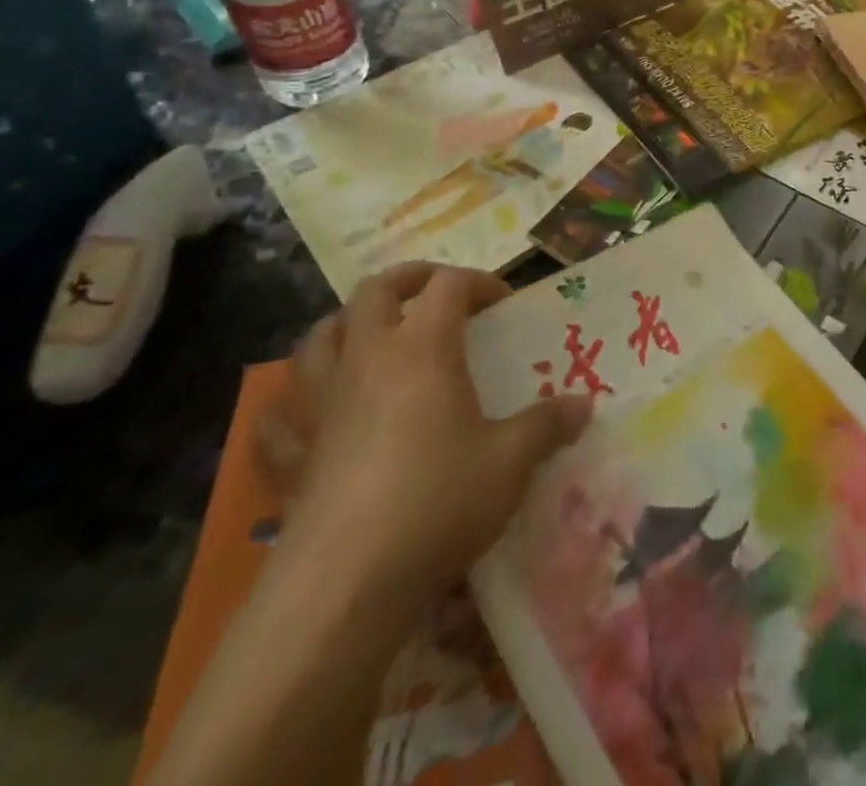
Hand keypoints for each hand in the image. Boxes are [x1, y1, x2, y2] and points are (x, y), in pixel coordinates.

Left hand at [256, 263, 591, 605]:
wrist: (344, 584)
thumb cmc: (438, 502)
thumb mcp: (512, 462)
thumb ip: (549, 425)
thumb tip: (585, 405)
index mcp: (423, 348)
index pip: (449, 285)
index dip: (478, 282)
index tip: (503, 304)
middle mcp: (368, 360)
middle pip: (375, 291)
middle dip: (408, 280)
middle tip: (435, 293)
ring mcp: (321, 405)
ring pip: (319, 338)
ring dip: (346, 325)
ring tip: (372, 336)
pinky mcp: (292, 454)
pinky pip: (280, 416)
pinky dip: (294, 404)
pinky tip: (309, 415)